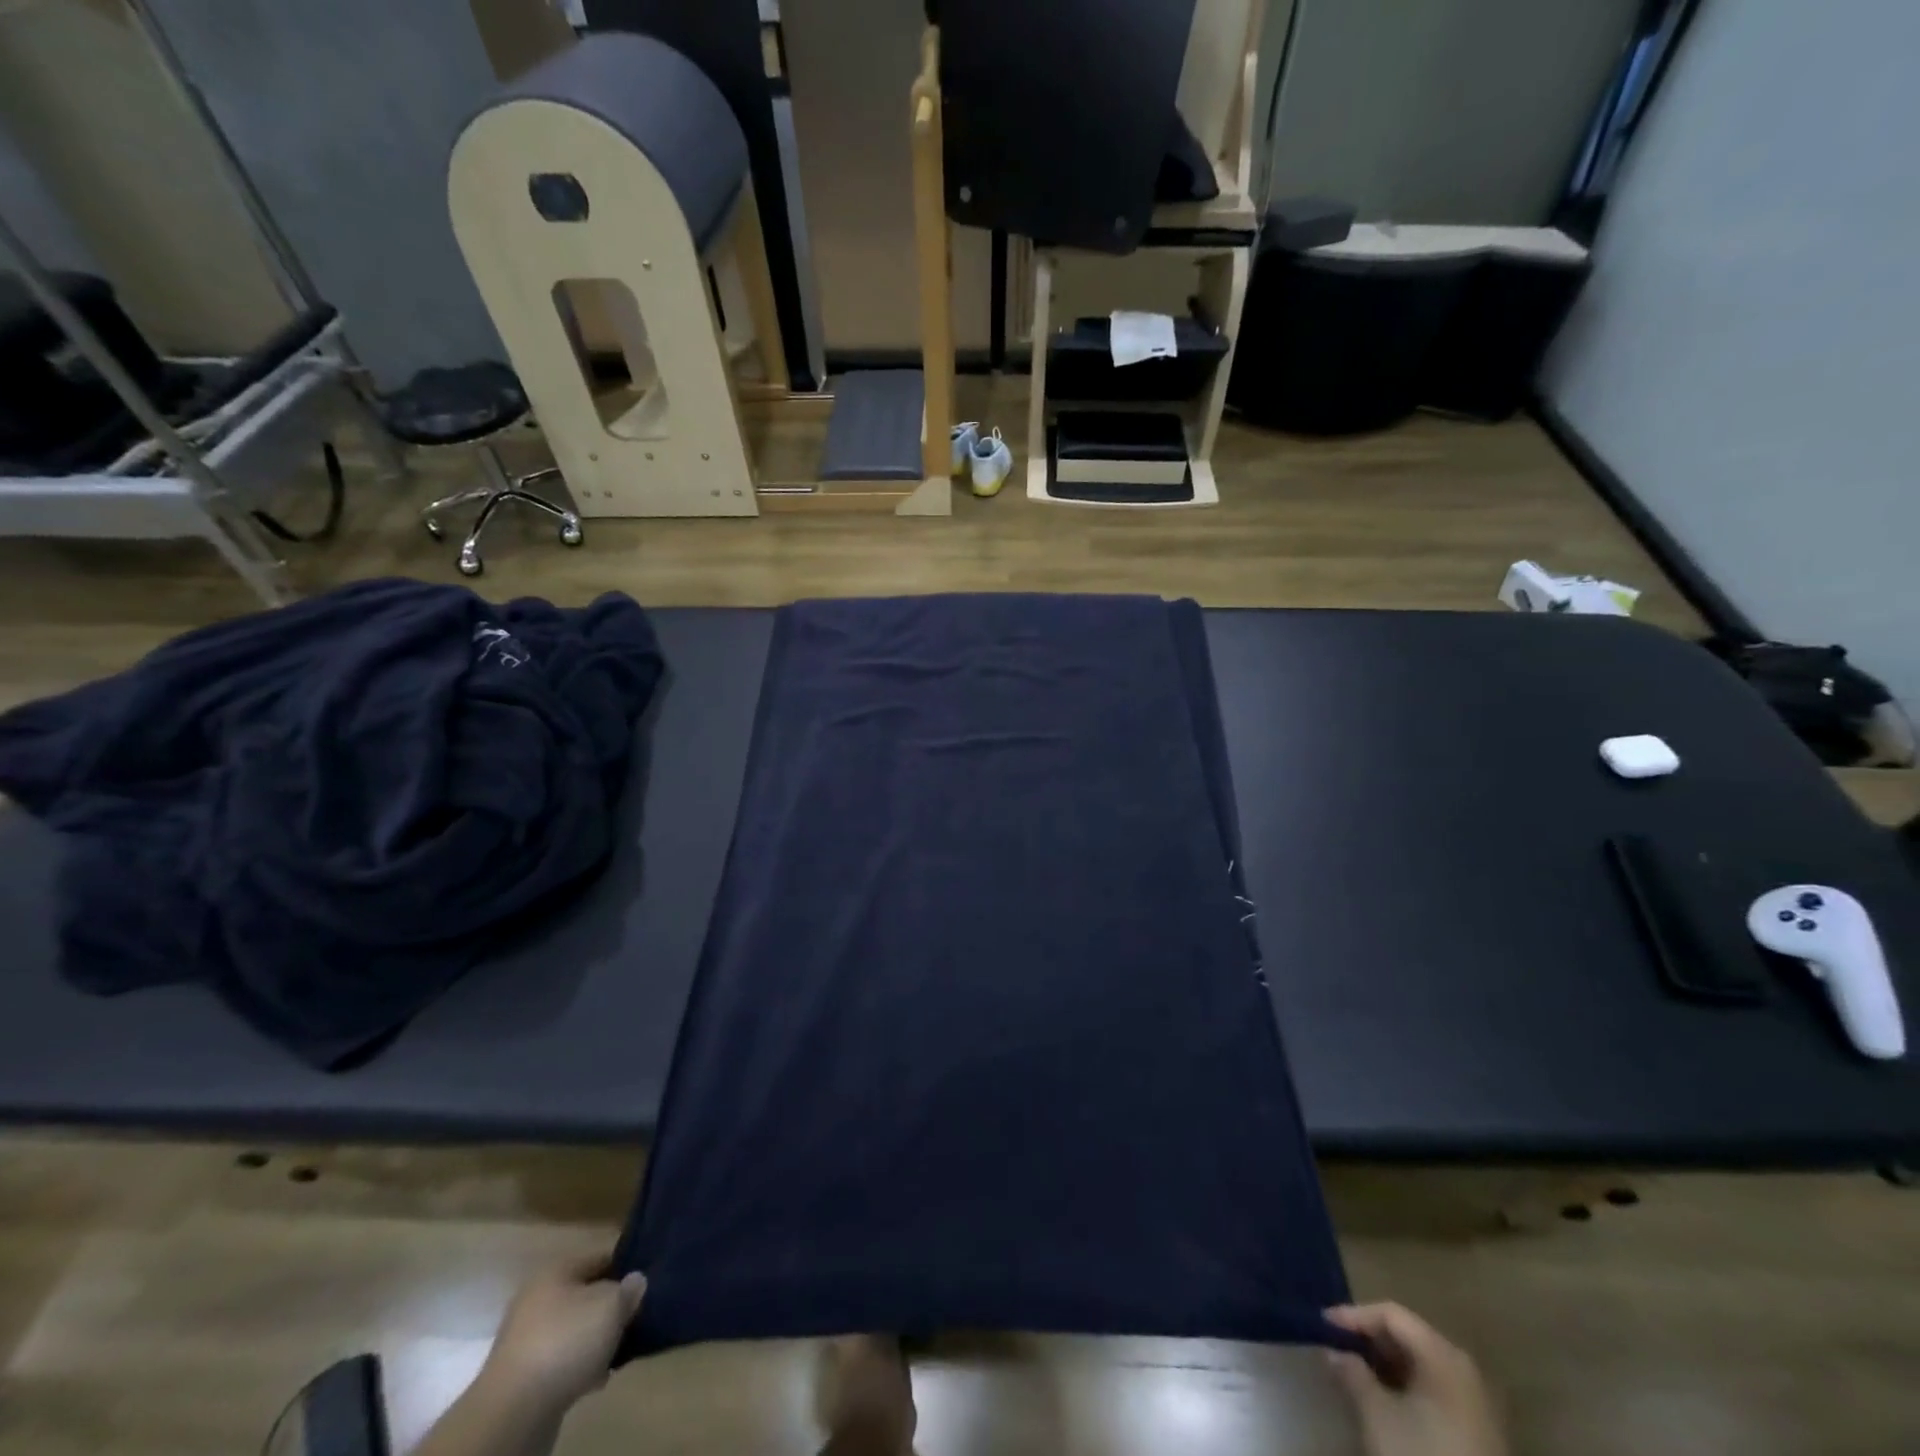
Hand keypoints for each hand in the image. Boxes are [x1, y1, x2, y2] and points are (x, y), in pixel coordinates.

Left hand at [479, 1254, 646, 1417]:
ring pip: (573, 1329)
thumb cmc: (566, 1342)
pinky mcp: (523, 1374)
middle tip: (633, 1318)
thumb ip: (629, 1289)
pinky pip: (561, 1359)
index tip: (645, 1282)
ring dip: (595, 1339)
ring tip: (617, 1350)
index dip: (626, 1266)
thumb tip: (635, 1281)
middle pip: (585, 1294)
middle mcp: (536, 1298)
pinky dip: (579, 1365)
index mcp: (555, 1270)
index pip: (600, 1257)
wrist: (514, 1412)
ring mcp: (526, 1338)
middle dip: (609, 1307)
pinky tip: (596, 1377)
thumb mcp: (611, 1306)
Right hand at [1325, 1304, 1505, 1455]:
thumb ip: (1352, 1373)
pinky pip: (1434, 1388)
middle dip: (1370, 1338)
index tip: (1324, 1324)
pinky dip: (1406, 1384)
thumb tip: (1334, 1351)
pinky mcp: (1479, 1430)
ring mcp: (1476, 1401)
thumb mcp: (1378, 1415)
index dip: (1354, 1314)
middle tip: (1338, 1345)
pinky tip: (1386, 1399)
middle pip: (1408, 1335)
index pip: (1391, 1314)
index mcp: (1443, 1355)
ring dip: (1386, 1362)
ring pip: (1421, 1363)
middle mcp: (1463, 1368)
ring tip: (1356, 1370)